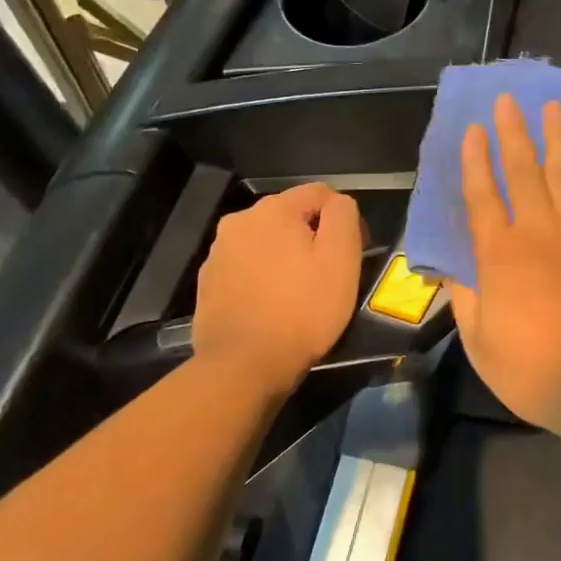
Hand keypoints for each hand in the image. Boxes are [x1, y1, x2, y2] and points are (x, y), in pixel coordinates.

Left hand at [193, 184, 363, 393]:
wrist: (243, 366)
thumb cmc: (302, 309)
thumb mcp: (341, 257)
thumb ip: (344, 215)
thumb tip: (338, 203)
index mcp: (273, 209)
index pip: (321, 193)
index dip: (344, 219)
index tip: (353, 254)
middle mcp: (240, 220)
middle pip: (291, 216)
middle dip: (312, 236)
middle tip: (328, 274)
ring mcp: (218, 252)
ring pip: (267, 241)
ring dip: (286, 256)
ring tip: (300, 292)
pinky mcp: (208, 282)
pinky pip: (247, 267)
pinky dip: (263, 277)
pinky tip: (272, 305)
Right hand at [450, 95, 560, 430]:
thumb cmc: (538, 371)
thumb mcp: (483, 346)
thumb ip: (465, 300)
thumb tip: (450, 269)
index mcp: (501, 256)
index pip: (483, 196)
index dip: (476, 160)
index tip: (473, 129)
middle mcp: (540, 231)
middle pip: (523, 171)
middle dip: (513, 133)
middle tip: (509, 100)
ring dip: (557, 137)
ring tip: (552, 106)